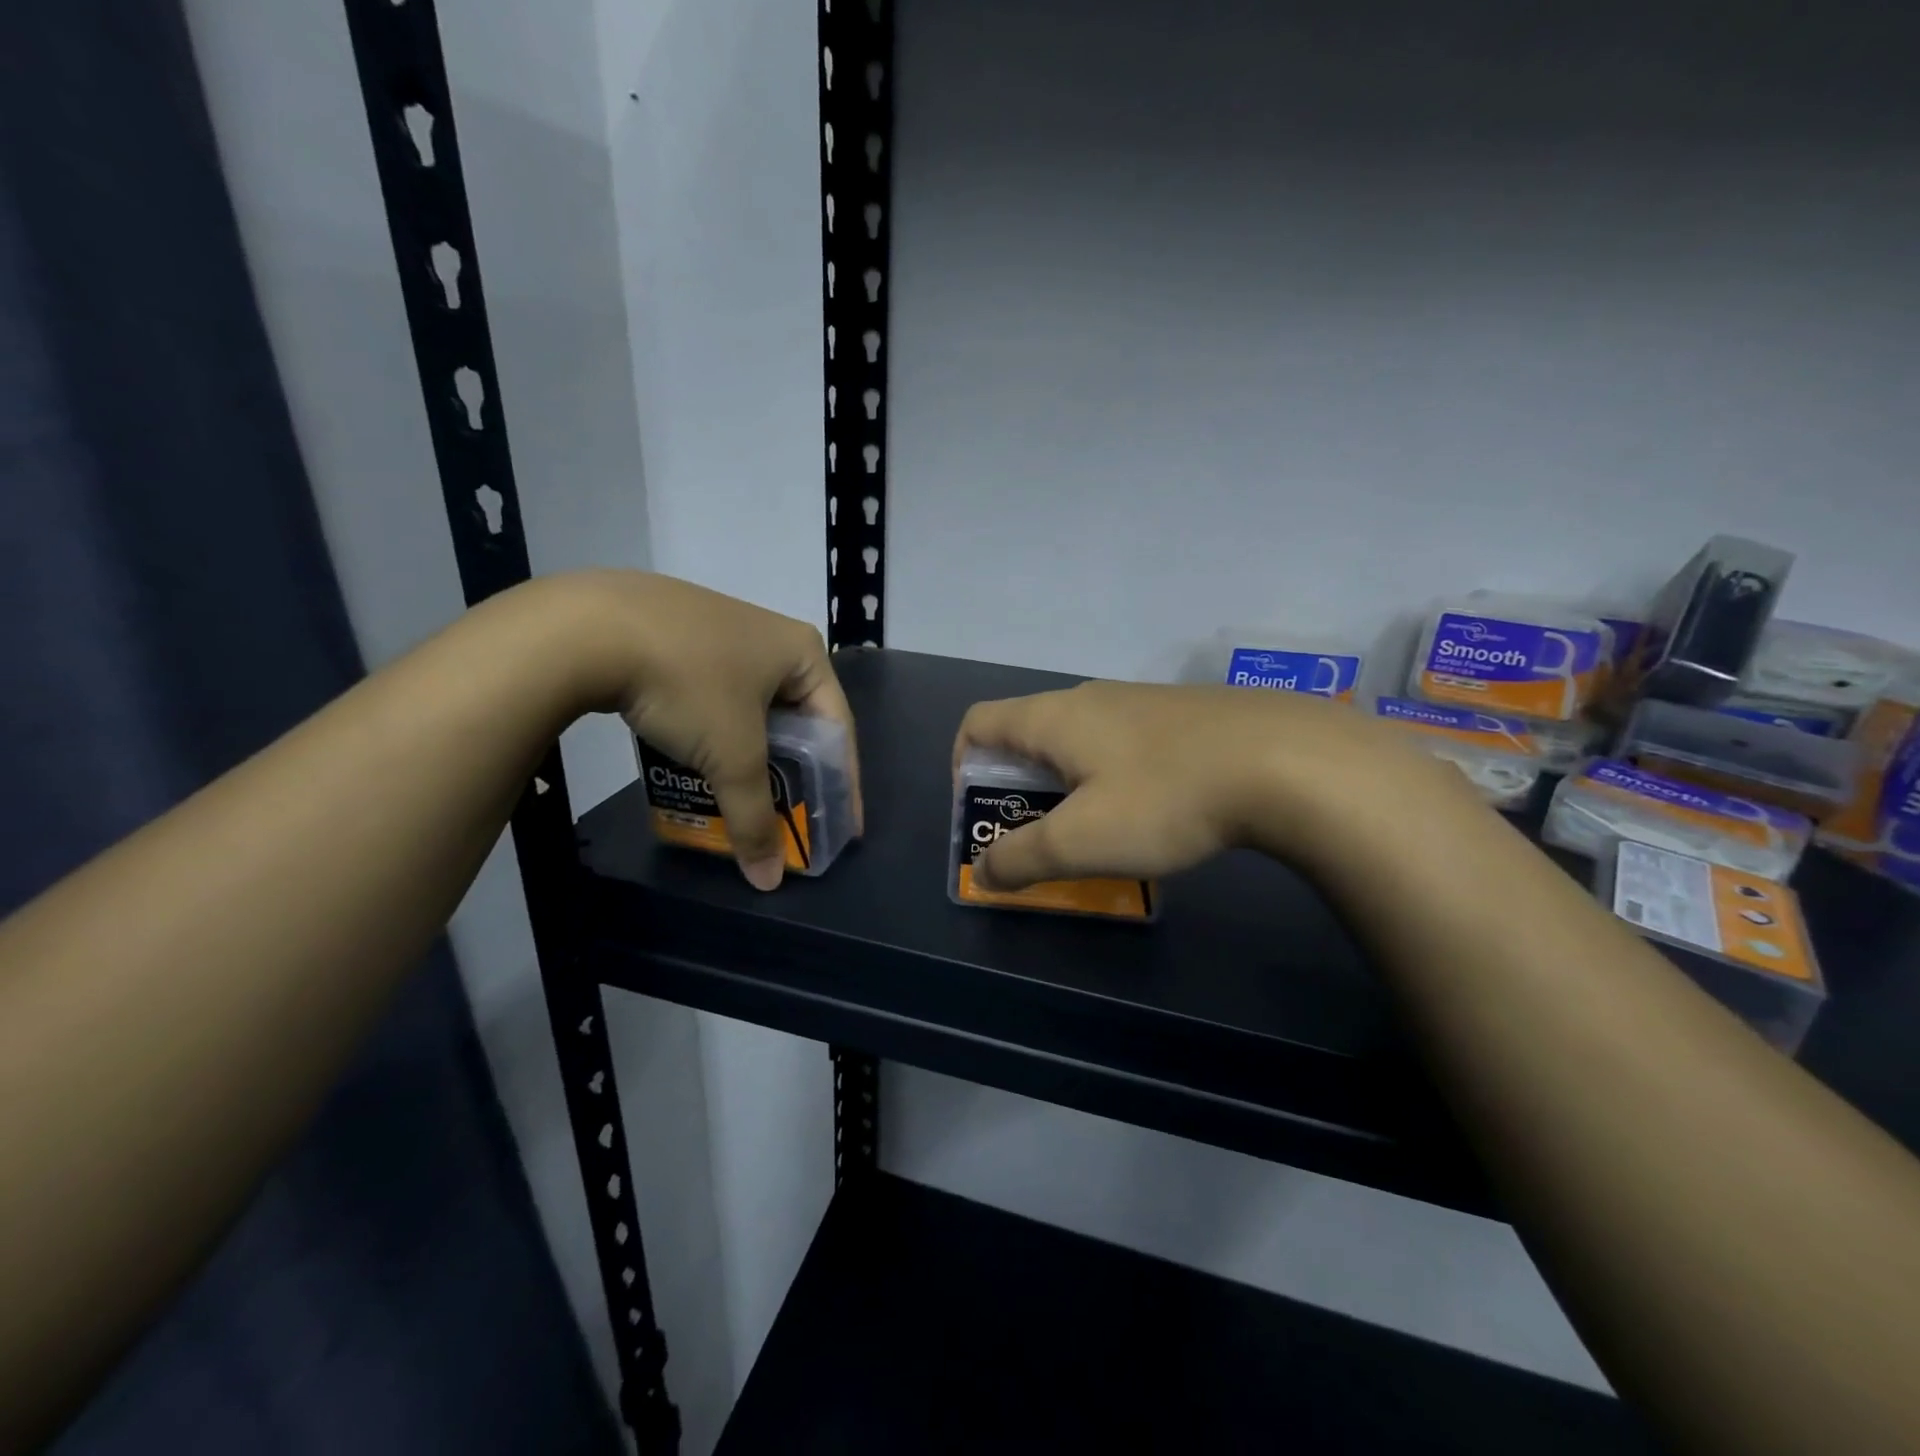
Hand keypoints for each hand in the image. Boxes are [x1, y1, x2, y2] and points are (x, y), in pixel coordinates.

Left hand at [541, 571, 860, 890]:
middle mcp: (770, 635)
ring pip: (750, 709)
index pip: (837, 728)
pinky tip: (697, 759)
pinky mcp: (678, 634)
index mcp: (802, 652)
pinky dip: (714, 734)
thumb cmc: (689, 685)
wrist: (587, 626)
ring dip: (749, 755)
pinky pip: (713, 696)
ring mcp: (721, 629)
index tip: (843, 826)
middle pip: (795, 720)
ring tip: (742, 794)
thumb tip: (769, 881)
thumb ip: (755, 818)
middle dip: (792, 772)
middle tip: (790, 814)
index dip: (842, 783)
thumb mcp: (731, 756)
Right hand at [953, 681, 1453, 890]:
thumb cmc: (1165, 798)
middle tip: (1036, 834)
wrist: (1286, 761)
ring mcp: (1140, 701)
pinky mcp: (1181, 715)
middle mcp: (1089, 698)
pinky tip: (1151, 811)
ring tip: (1095, 830)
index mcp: (1053, 718)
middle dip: (1017, 784)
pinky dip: (1111, 776)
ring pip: (1080, 740)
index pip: (979, 722)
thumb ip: (1021, 858)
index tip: (981, 808)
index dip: (963, 763)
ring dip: (1067, 784)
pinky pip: (1123, 743)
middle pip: (1028, 732)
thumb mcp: (1082, 841)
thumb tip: (982, 872)